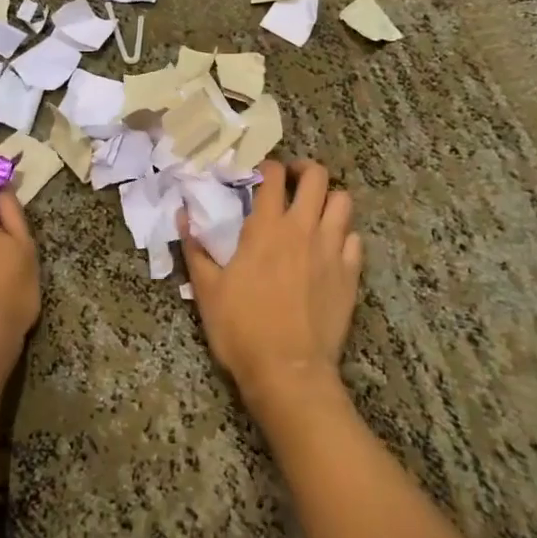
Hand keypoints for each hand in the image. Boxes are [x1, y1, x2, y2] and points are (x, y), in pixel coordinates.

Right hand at [181, 159, 362, 413]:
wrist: (288, 370)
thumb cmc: (241, 328)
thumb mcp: (206, 289)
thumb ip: (195, 248)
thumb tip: (181, 216)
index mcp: (266, 227)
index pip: (273, 176)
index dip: (266, 166)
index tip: (258, 174)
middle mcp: (303, 228)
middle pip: (316, 176)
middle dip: (303, 170)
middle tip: (290, 182)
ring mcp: (331, 249)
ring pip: (343, 201)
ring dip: (328, 199)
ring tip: (313, 211)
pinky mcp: (350, 273)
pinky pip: (354, 238)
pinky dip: (343, 234)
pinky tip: (329, 247)